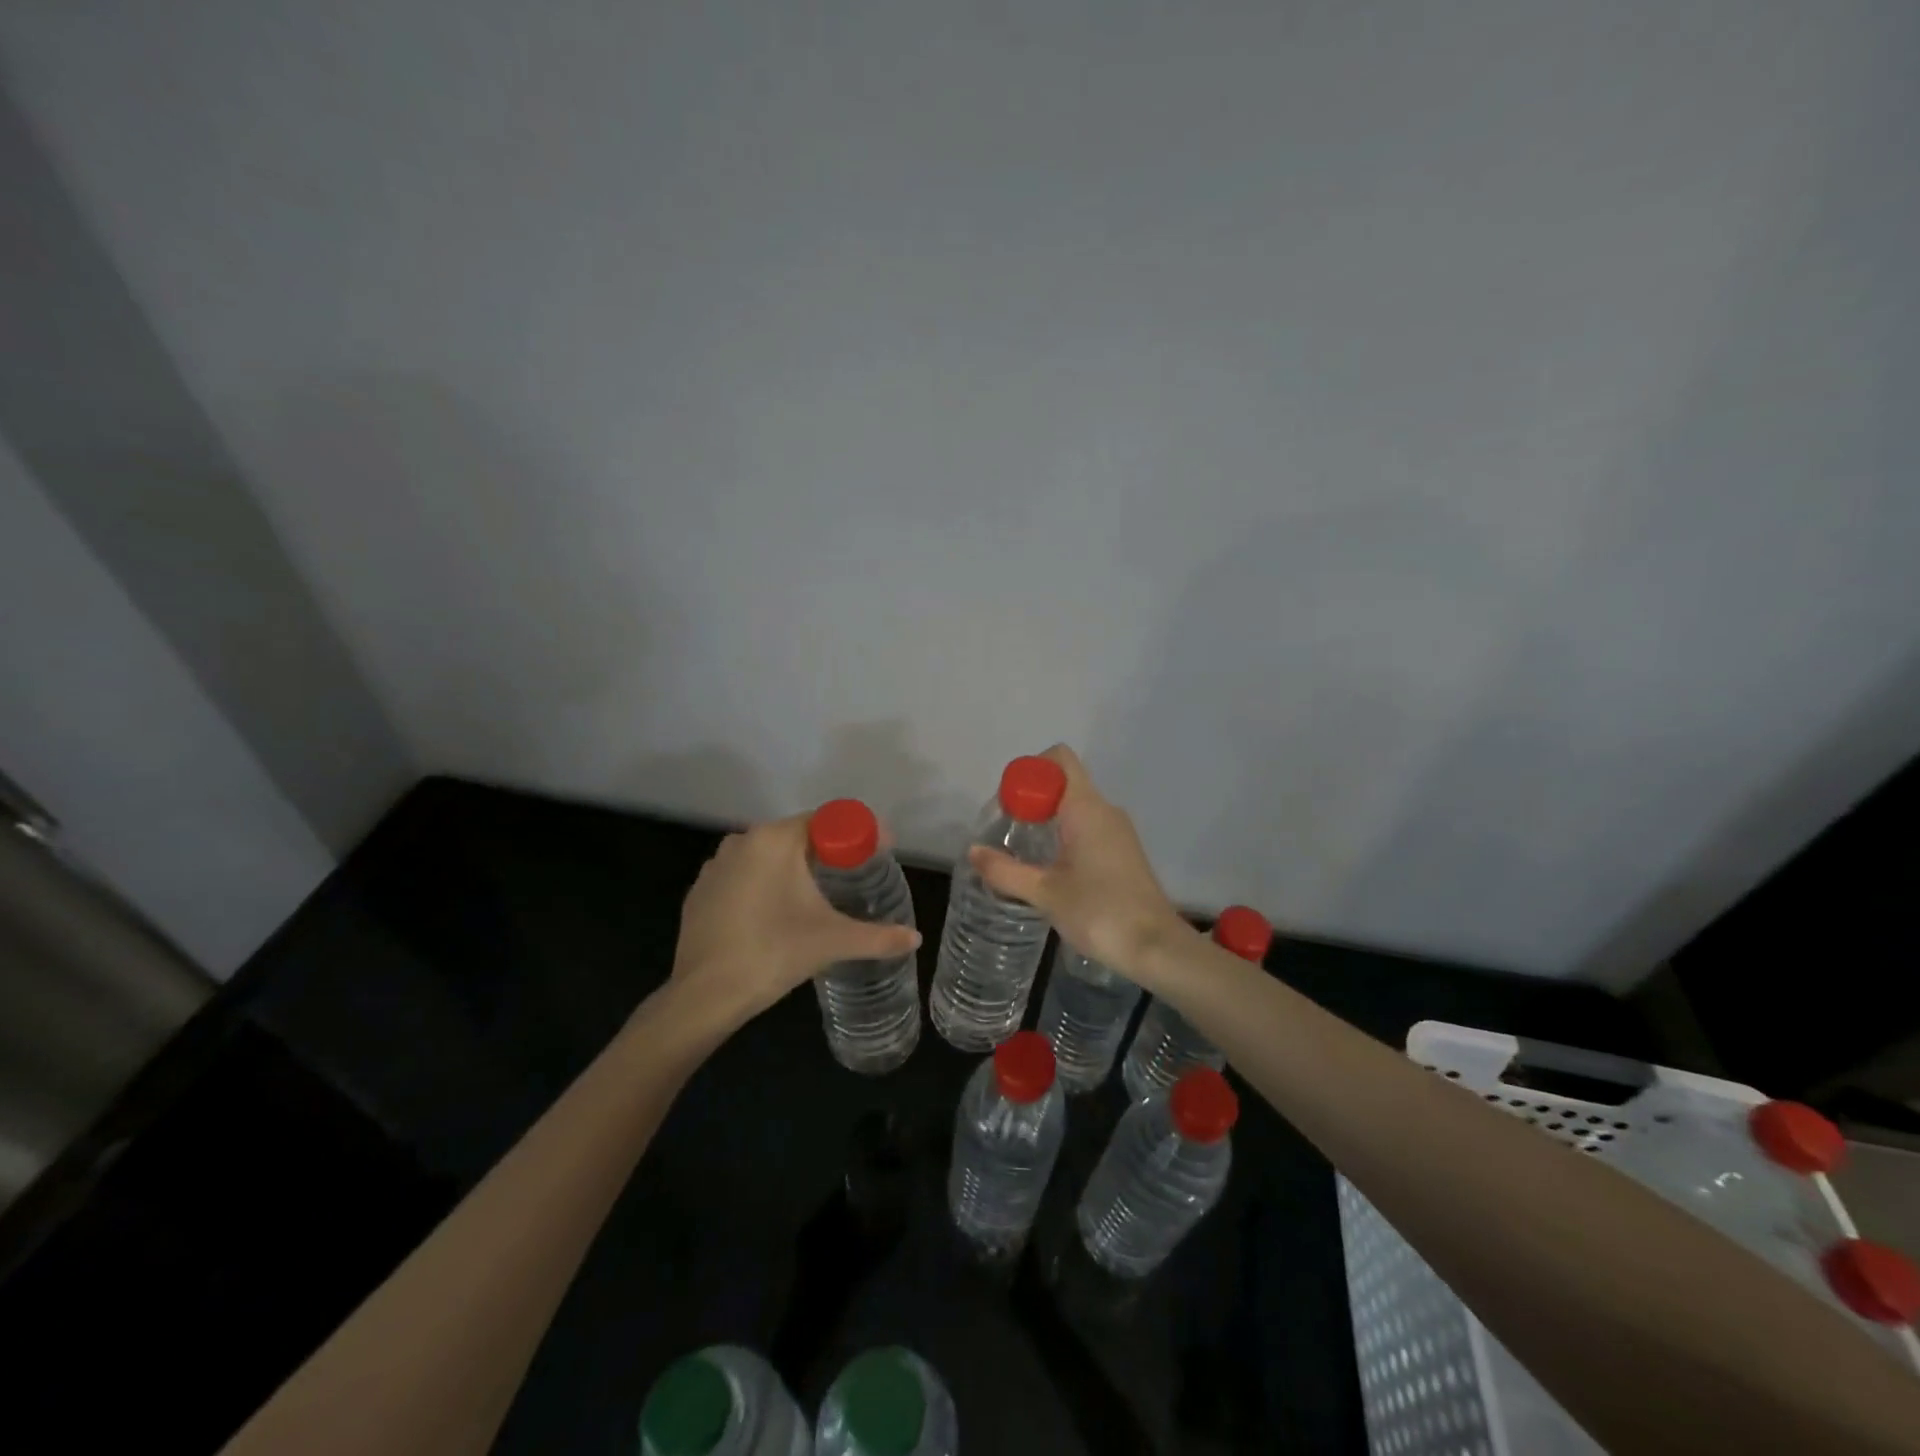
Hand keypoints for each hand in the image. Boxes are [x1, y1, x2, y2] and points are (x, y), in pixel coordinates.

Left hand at [670, 814, 921, 1029]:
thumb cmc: (773, 954)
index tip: (880, 851)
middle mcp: (742, 841)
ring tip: (818, 896)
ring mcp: (716, 865)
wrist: (704, 996)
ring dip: (795, 868)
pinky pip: (744, 875)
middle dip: (829, 851)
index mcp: (775, 840)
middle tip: (855, 875)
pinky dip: (765, 885)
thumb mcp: (833, 941)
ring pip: (768, 855)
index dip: (858, 833)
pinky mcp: (701, 891)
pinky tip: (776, 914)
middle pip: (798, 835)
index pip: (827, 820)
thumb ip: (878, 937)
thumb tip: (915, 938)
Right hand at [969, 745, 1188, 978]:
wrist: (1155, 947)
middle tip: (1007, 830)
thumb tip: (972, 851)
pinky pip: (1089, 826)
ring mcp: (1118, 830)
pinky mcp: (1124, 851)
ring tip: (1023, 851)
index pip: (1059, 759)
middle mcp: (1105, 810)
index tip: (1009, 803)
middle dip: (1033, 798)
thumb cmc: (1099, 912)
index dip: (1030, 770)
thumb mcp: (1044, 893)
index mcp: (1086, 808)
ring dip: (1048, 818)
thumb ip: (1005, 870)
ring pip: (1076, 806)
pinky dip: (1065, 834)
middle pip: (1064, 782)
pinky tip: (1050, 867)